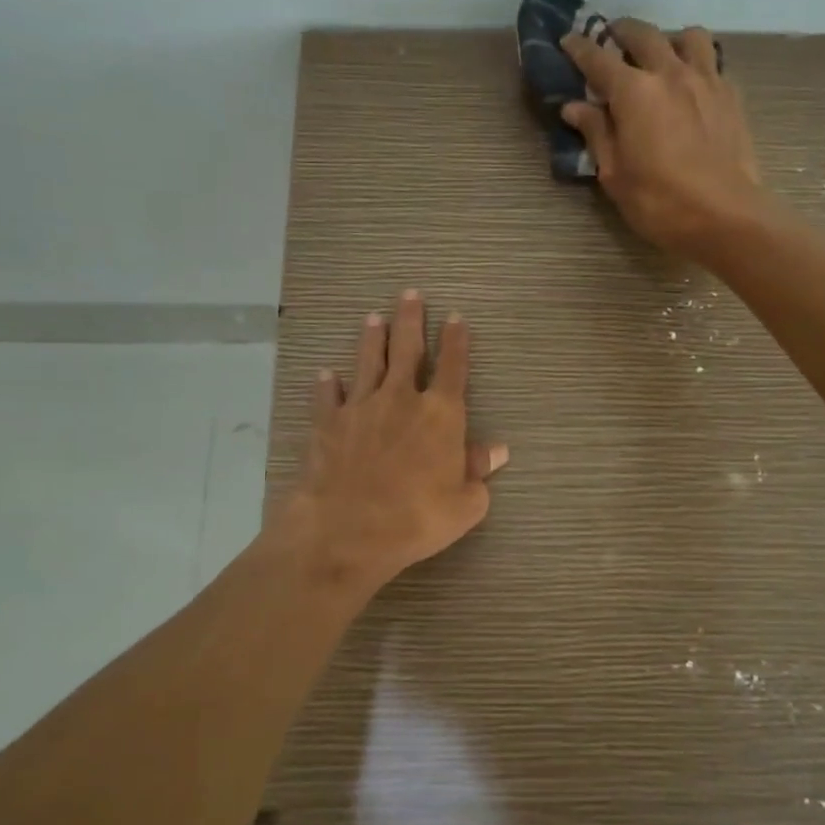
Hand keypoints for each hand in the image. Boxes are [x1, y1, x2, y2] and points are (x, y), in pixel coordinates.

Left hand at [278, 290, 507, 594]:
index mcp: (440, 414)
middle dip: (411, 319)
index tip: (456, 317)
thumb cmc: (416, 519)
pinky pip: (328, 396)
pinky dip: (327, 384)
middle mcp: (401, 399)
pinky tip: (326, 374)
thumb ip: (479, 472)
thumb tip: (498, 450)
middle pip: (408, 349)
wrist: (347, 530)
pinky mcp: (328, 423)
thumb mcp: (465, 504)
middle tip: (410, 294)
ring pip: (368, 362)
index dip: (456, 341)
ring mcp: (361, 407)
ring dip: (372, 338)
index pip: (453, 367)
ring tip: (373, 317)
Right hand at [561, 19, 768, 261]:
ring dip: (667, 39)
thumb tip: (575, 107)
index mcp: (634, 92)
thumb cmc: (659, 202)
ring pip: (687, 36)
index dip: (579, 47)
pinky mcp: (731, 95)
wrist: (726, 216)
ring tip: (660, 56)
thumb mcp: (614, 175)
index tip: (568, 40)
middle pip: (643, 34)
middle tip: (610, 40)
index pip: (598, 58)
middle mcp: (670, 73)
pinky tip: (690, 84)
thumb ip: (596, 133)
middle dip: (621, 32)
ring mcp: (706, 80)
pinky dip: (696, 62)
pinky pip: (712, 62)